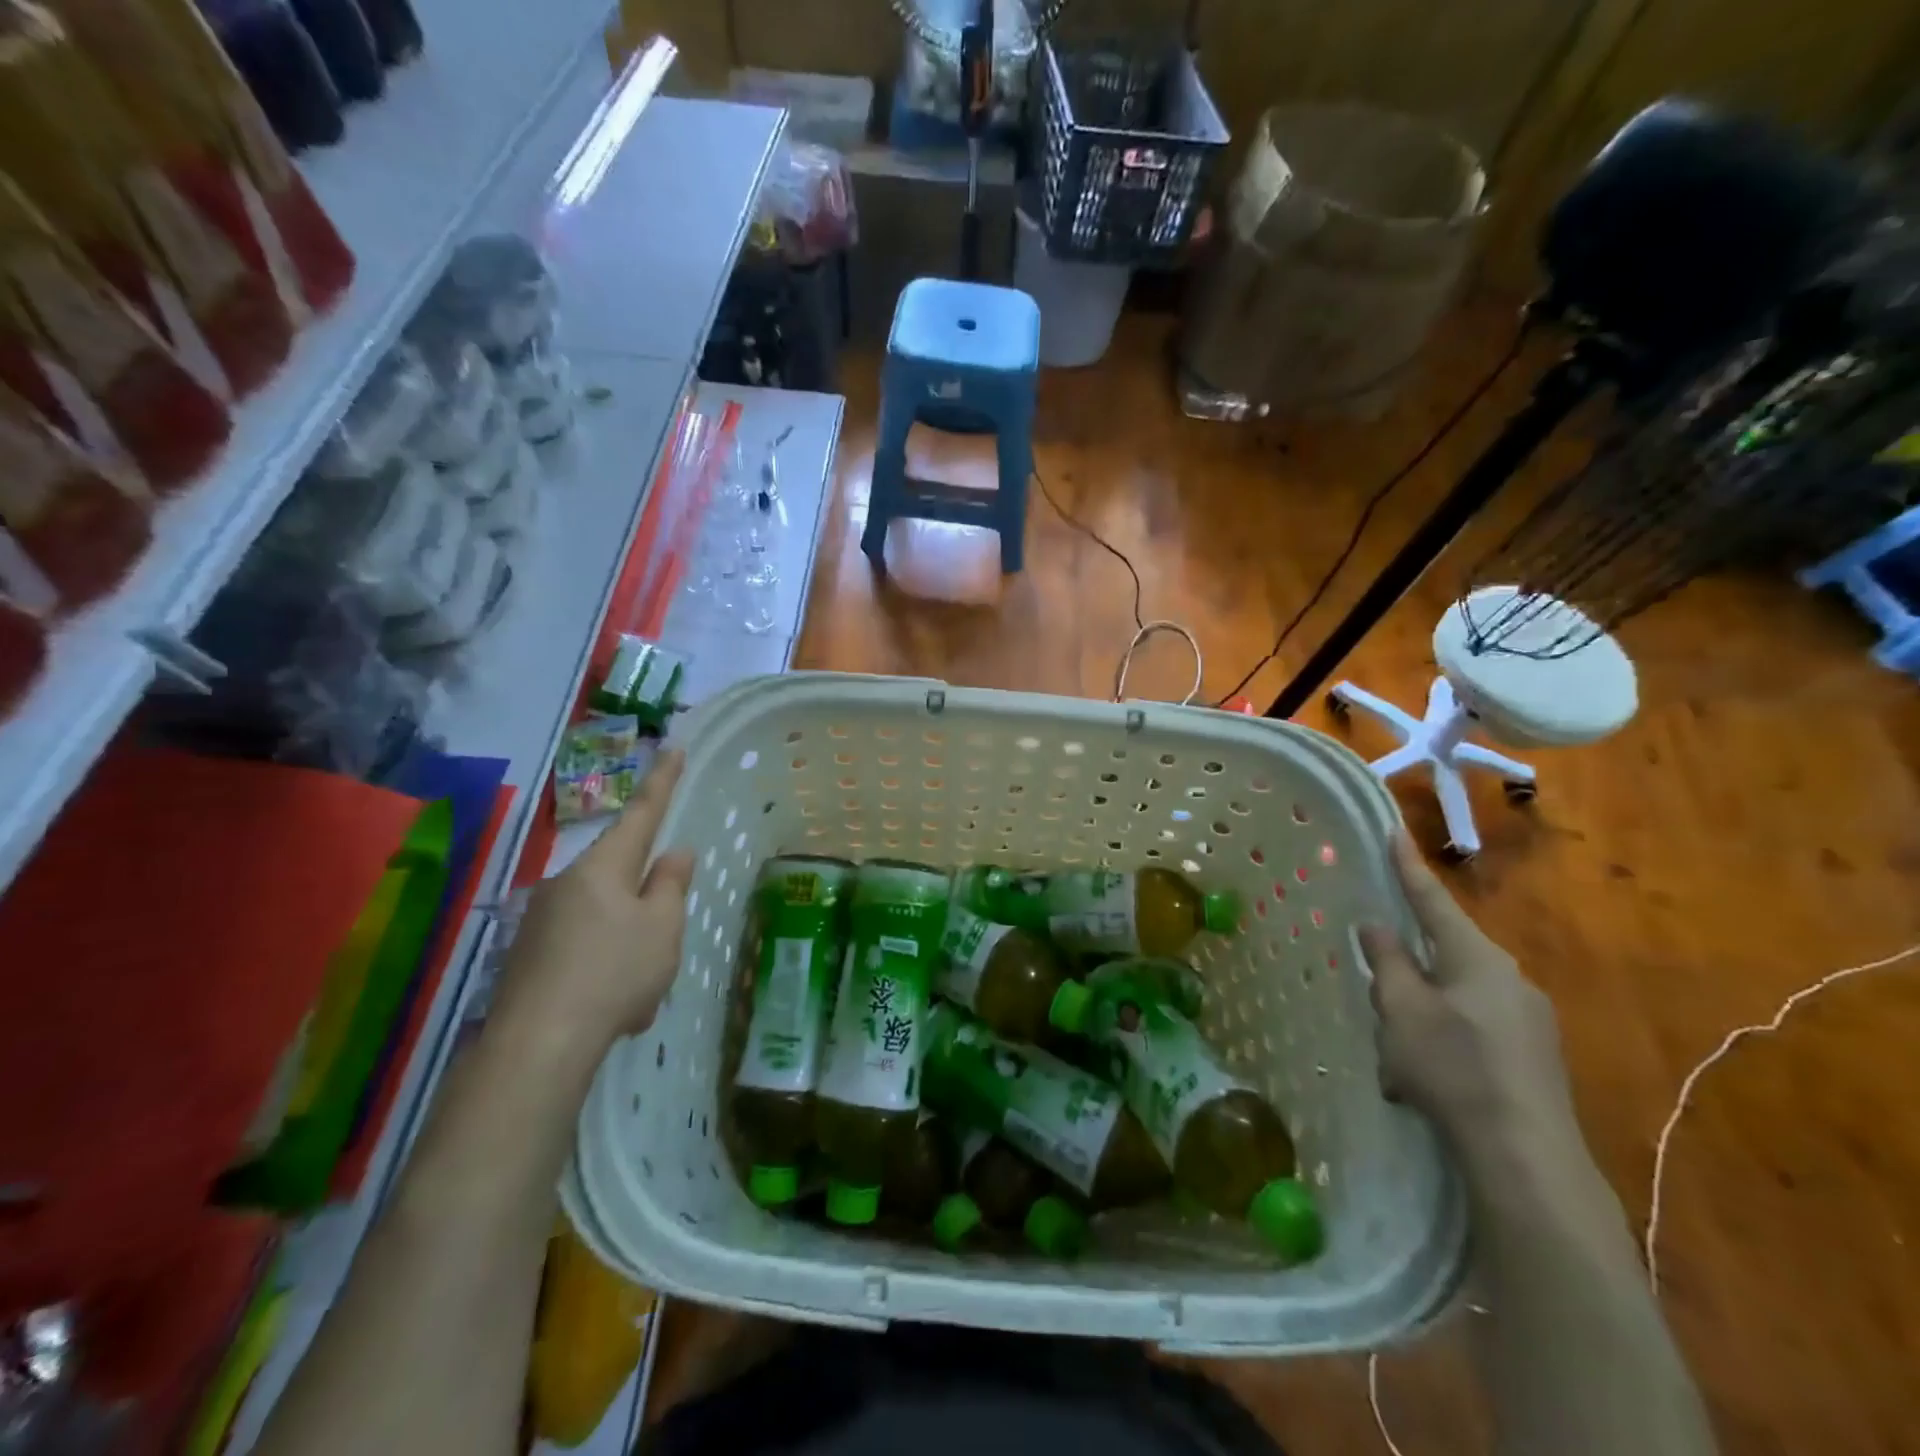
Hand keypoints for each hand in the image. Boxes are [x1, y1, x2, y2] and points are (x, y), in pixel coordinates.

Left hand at [490, 751, 693, 1067]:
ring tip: (640, 993)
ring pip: (605, 920)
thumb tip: (673, 854)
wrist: (538, 1044)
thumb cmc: (615, 972)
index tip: (673, 748)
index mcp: (604, 867)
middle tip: (663, 944)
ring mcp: (542, 919)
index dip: (662, 782)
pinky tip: (614, 1009)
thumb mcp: (662, 927)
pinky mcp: (528, 955)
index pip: (642, 814)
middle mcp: (567, 882)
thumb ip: (671, 885)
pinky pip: (583, 949)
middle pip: (622, 877)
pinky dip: (605, 968)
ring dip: (629, 945)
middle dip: (647, 904)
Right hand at [1359, 834, 1574, 1161]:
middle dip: (1406, 973)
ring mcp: (1528, 1021)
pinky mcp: (1533, 1057)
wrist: (1526, 1157)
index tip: (1393, 831)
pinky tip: (1422, 1085)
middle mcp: (1508, 979)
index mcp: (1476, 958)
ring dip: (1420, 1018)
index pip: (1432, 900)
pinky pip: (1473, 1031)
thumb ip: (1387, 962)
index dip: (1408, 867)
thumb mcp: (1400, 1009)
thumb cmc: (1452, 1066)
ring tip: (1396, 1062)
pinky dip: (1442, 1045)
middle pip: (1443, 956)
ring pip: (1454, 999)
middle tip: (1379, 1001)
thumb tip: (1377, 926)